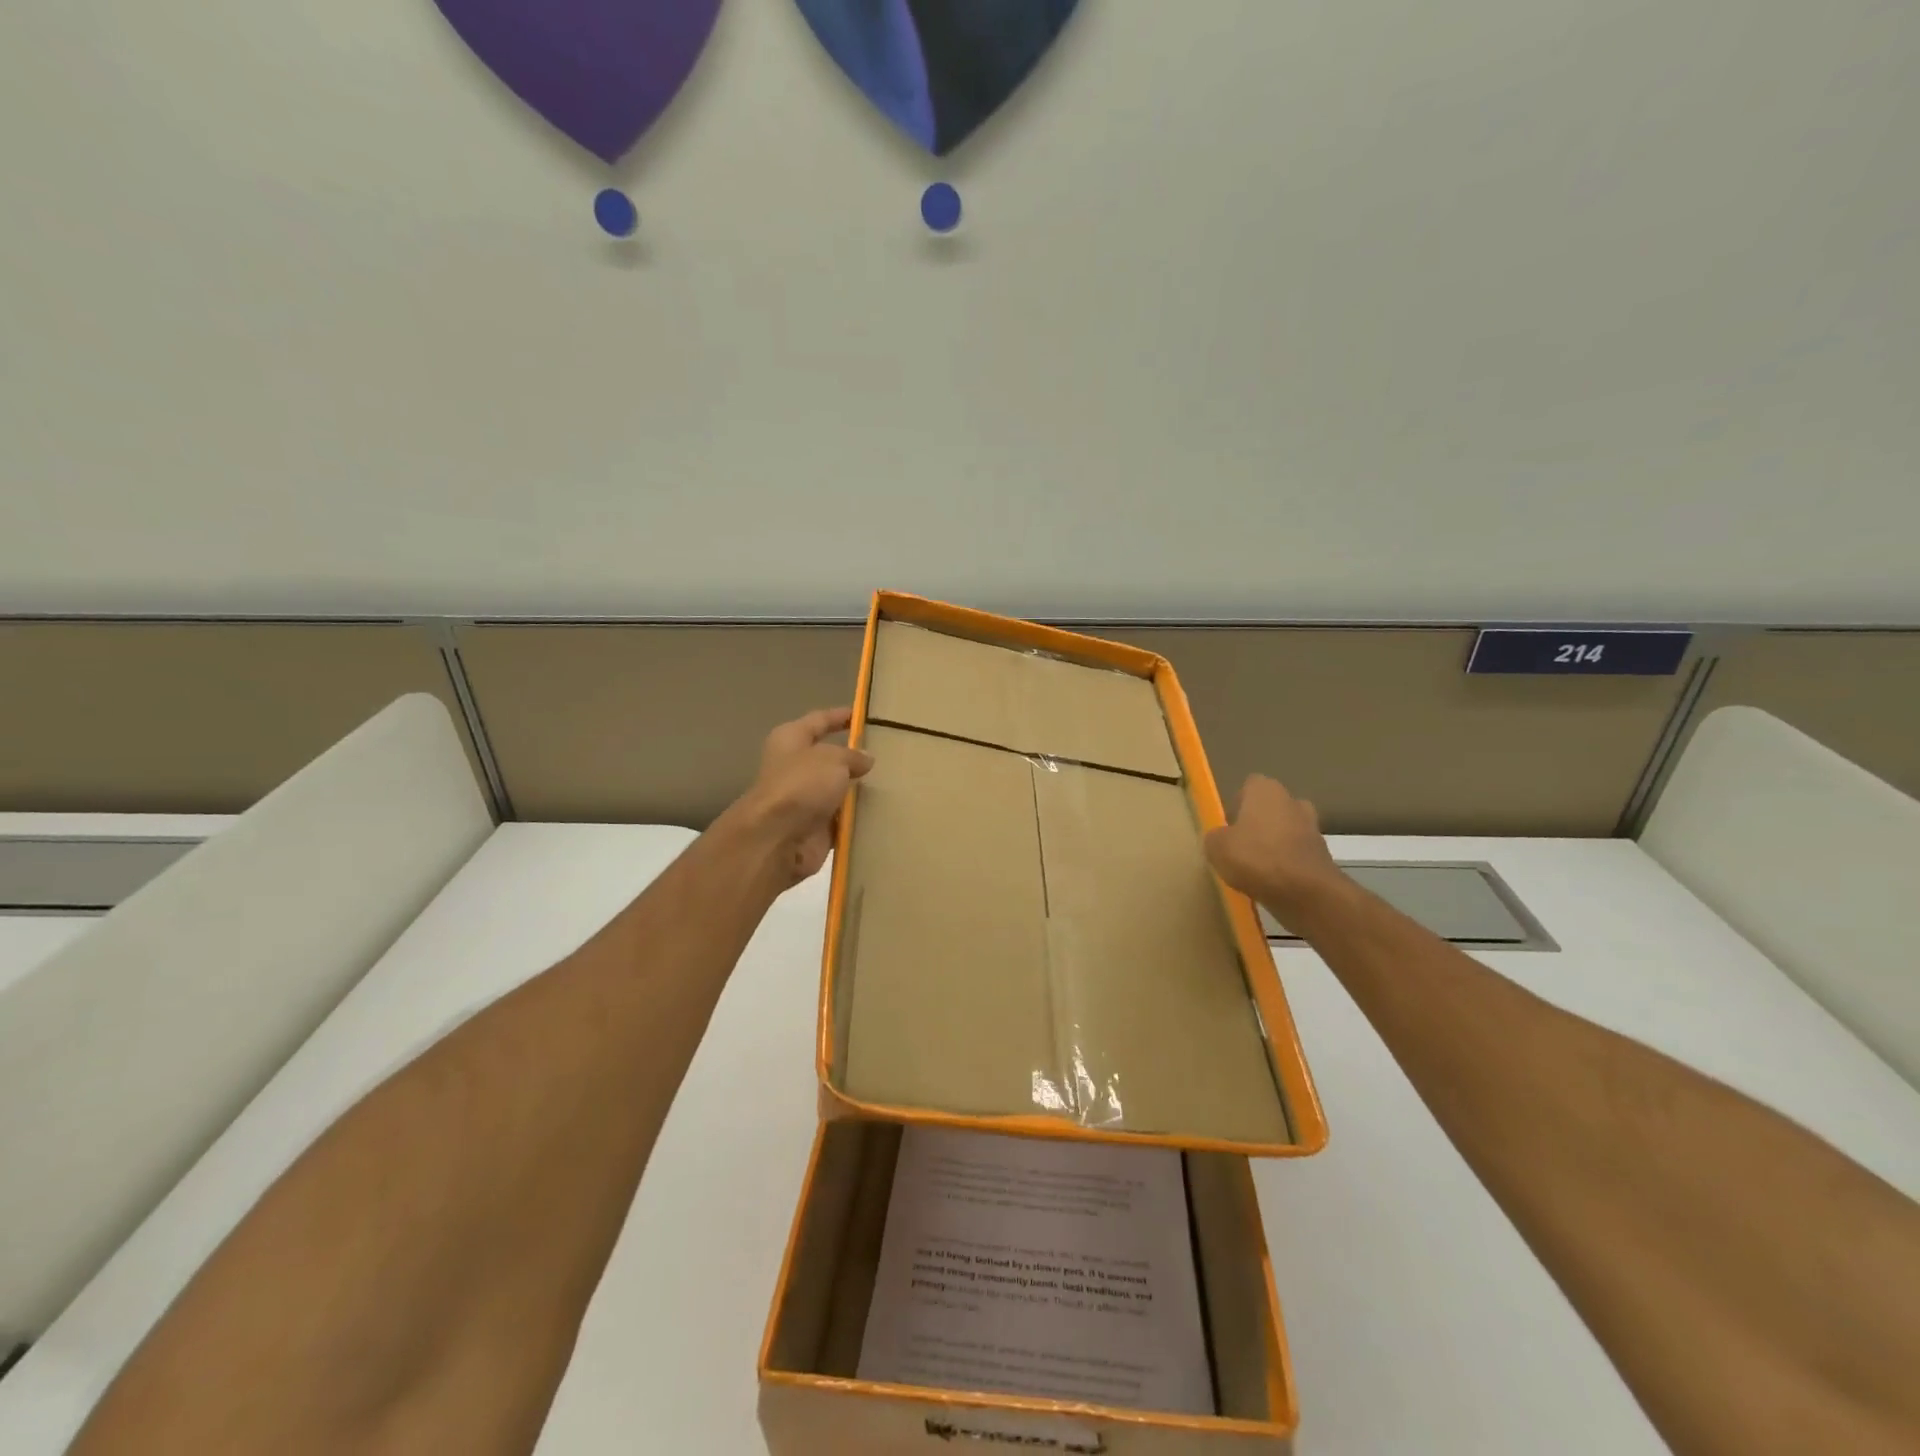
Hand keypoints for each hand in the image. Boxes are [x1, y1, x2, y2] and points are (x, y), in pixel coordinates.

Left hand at [740, 707, 873, 884]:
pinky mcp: (815, 827)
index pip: (819, 720)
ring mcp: (805, 799)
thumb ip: (852, 756)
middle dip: (855, 756)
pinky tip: (885, 811)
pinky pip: (843, 818)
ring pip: (838, 789)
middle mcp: (795, 767)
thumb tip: (865, 759)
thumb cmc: (801, 785)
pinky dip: (859, 816)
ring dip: (860, 789)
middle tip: (890, 752)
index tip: (864, 714)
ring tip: (895, 782)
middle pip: (829, 757)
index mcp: (791, 740)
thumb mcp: (832, 759)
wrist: (777, 839)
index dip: (840, 716)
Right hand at [1205, 775, 1348, 925]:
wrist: (1307, 894)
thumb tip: (1220, 838)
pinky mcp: (1323, 856)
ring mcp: (1312, 828)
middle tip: (1241, 845)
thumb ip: (1215, 837)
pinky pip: (1297, 854)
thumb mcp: (1216, 848)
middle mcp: (1293, 802)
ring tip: (1255, 867)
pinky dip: (1287, 864)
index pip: (1249, 786)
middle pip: (1271, 808)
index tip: (1227, 825)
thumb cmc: (1256, 859)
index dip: (1236, 804)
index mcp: (1266, 791)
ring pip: (1286, 831)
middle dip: (1258, 823)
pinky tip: (1272, 882)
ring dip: (1274, 844)